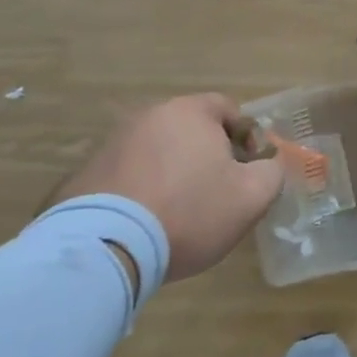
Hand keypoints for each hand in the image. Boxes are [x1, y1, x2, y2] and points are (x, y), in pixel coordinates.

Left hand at [53, 95, 285, 280]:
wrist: (105, 248)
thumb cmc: (189, 212)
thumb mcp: (252, 197)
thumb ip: (271, 172)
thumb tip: (266, 165)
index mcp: (190, 112)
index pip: (228, 108)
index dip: (247, 137)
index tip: (248, 170)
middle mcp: (149, 116)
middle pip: (191, 129)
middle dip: (208, 155)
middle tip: (218, 192)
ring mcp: (112, 143)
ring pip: (159, 152)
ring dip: (173, 172)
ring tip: (179, 212)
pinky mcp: (85, 173)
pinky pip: (128, 174)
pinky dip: (142, 190)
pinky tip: (146, 222)